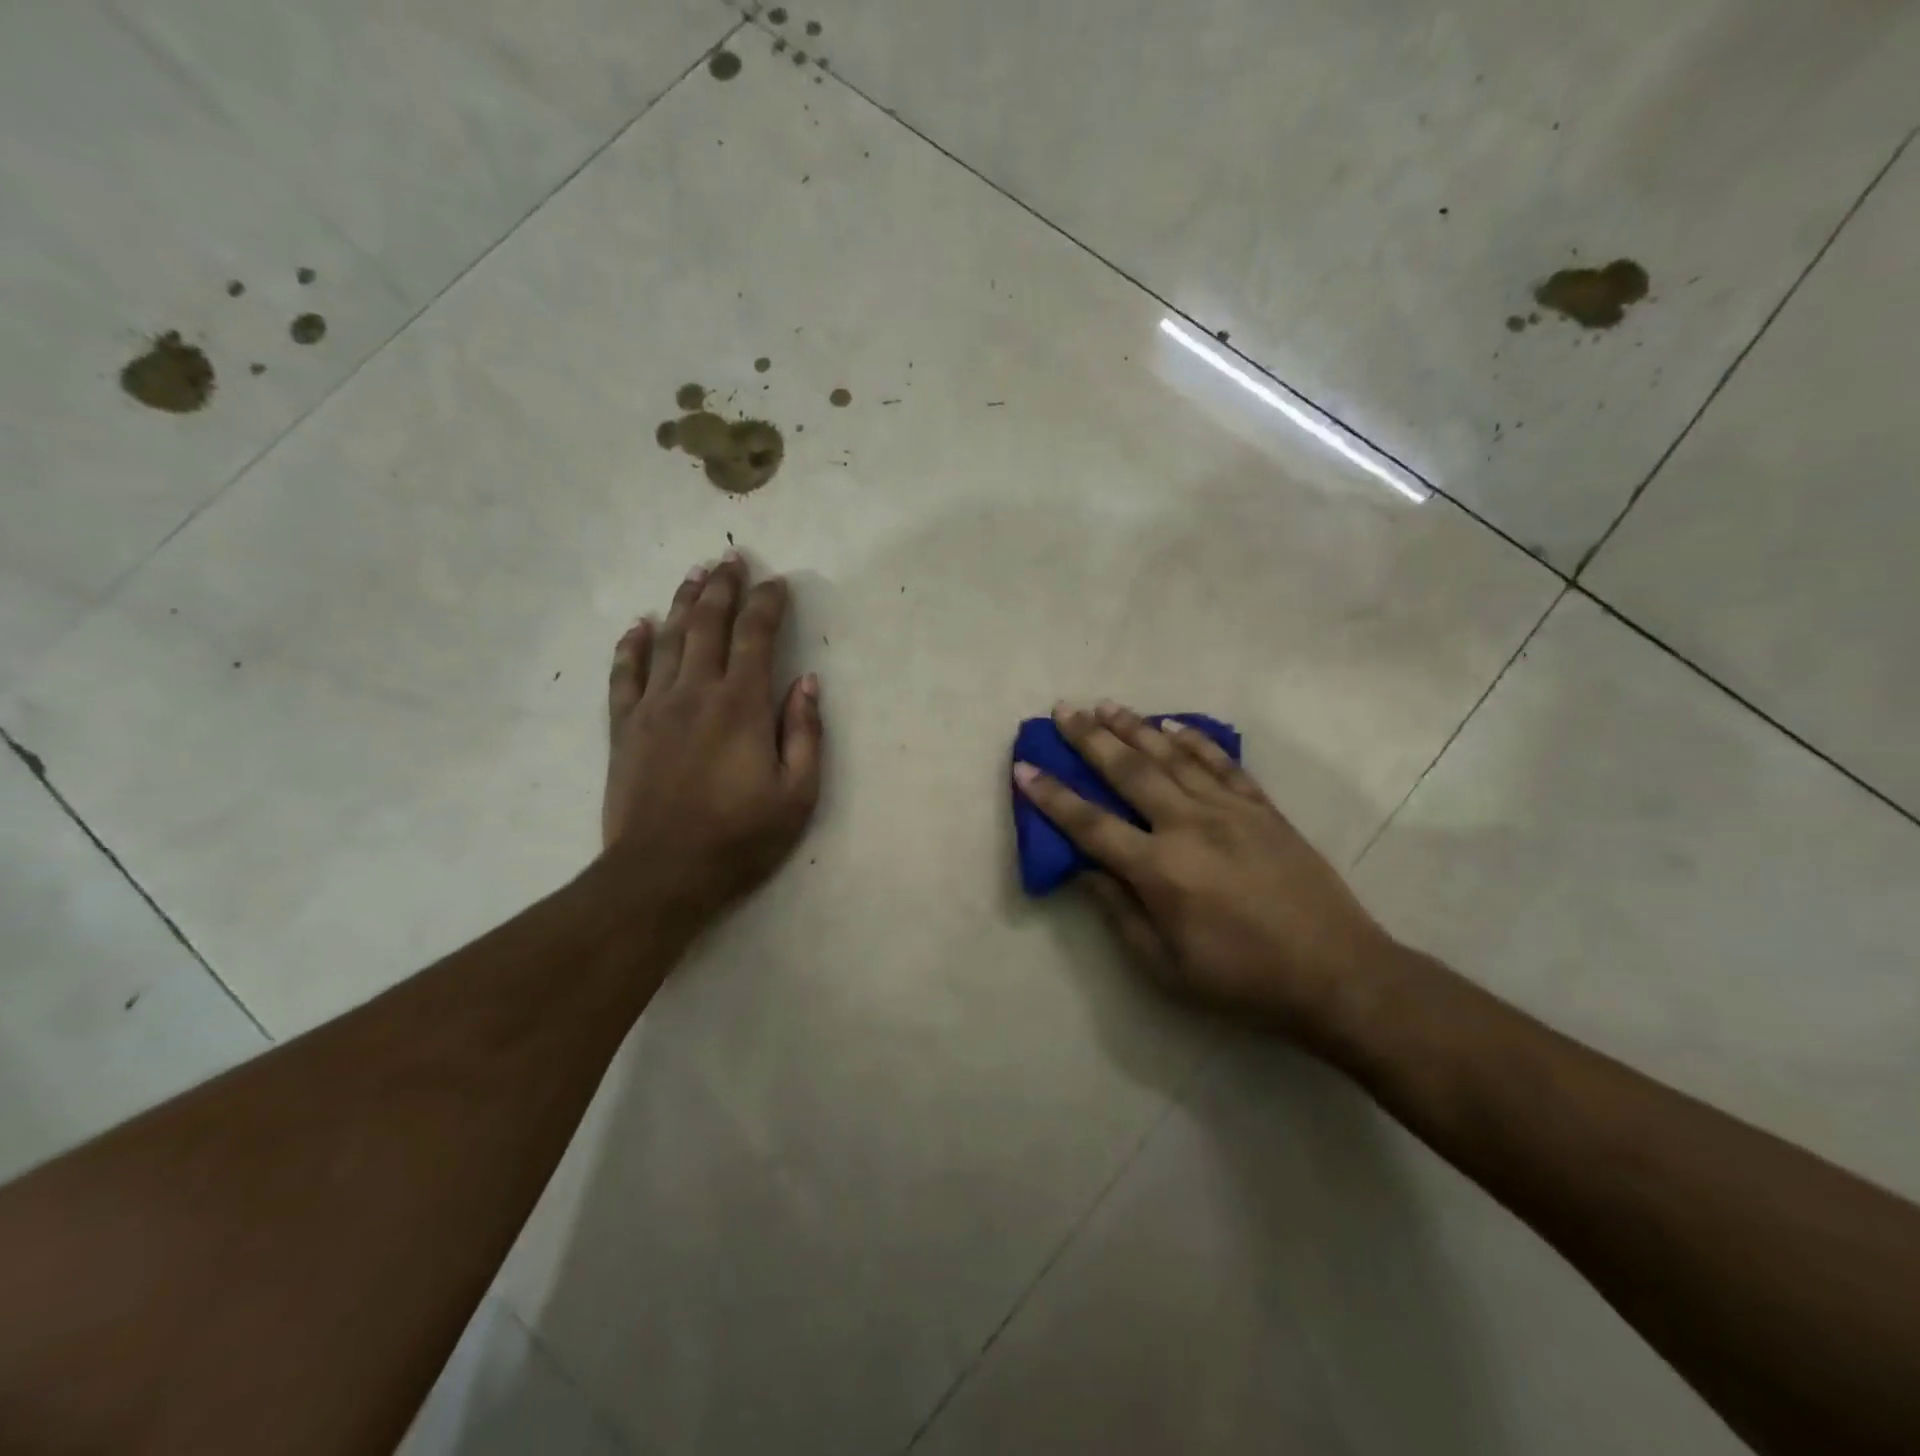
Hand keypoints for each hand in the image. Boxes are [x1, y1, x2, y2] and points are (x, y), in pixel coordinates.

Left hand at [602, 552, 822, 932]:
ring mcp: (654, 708)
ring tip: (694, 574)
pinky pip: (624, 676)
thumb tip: (807, 682)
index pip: (755, 637)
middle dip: (723, 588)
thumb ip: (805, 734)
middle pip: (708, 625)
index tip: (777, 582)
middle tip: (731, 559)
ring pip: (667, 640)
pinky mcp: (624, 729)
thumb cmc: (739, 838)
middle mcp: (695, 692)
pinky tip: (637, 625)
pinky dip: (631, 646)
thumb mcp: (797, 795)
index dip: (767, 604)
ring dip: (682, 603)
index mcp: (742, 706)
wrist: (662, 874)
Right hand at [1014, 702, 1395, 1034]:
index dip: (1052, 795)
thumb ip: (1119, 912)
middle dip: (1089, 738)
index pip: (1090, 824)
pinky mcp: (1262, 808)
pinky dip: (1193, 740)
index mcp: (1160, 870)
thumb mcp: (1166, 965)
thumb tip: (1084, 869)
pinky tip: (1173, 725)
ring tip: (1105, 705)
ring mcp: (1230, 810)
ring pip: (1172, 757)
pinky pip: (1221, 763)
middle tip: (1062, 709)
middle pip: (1129, 771)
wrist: (1337, 974)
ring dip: (1135, 728)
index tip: (1024, 766)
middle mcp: (1189, 826)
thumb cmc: (1242, 979)